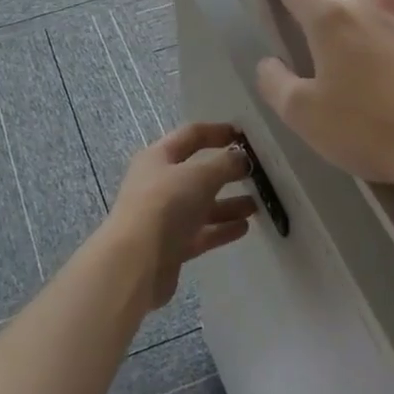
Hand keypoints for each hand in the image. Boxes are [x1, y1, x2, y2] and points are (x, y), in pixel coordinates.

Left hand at [104, 123, 256, 309]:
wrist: (137, 262)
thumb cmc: (166, 205)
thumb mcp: (200, 176)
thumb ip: (225, 164)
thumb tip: (241, 158)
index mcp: (158, 157)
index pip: (191, 135)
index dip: (217, 132)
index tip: (245, 136)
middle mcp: (158, 184)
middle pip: (197, 172)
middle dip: (226, 171)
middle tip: (256, 173)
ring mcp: (164, 216)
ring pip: (201, 205)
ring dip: (228, 203)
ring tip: (256, 205)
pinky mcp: (171, 245)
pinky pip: (201, 232)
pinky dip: (221, 228)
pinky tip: (244, 227)